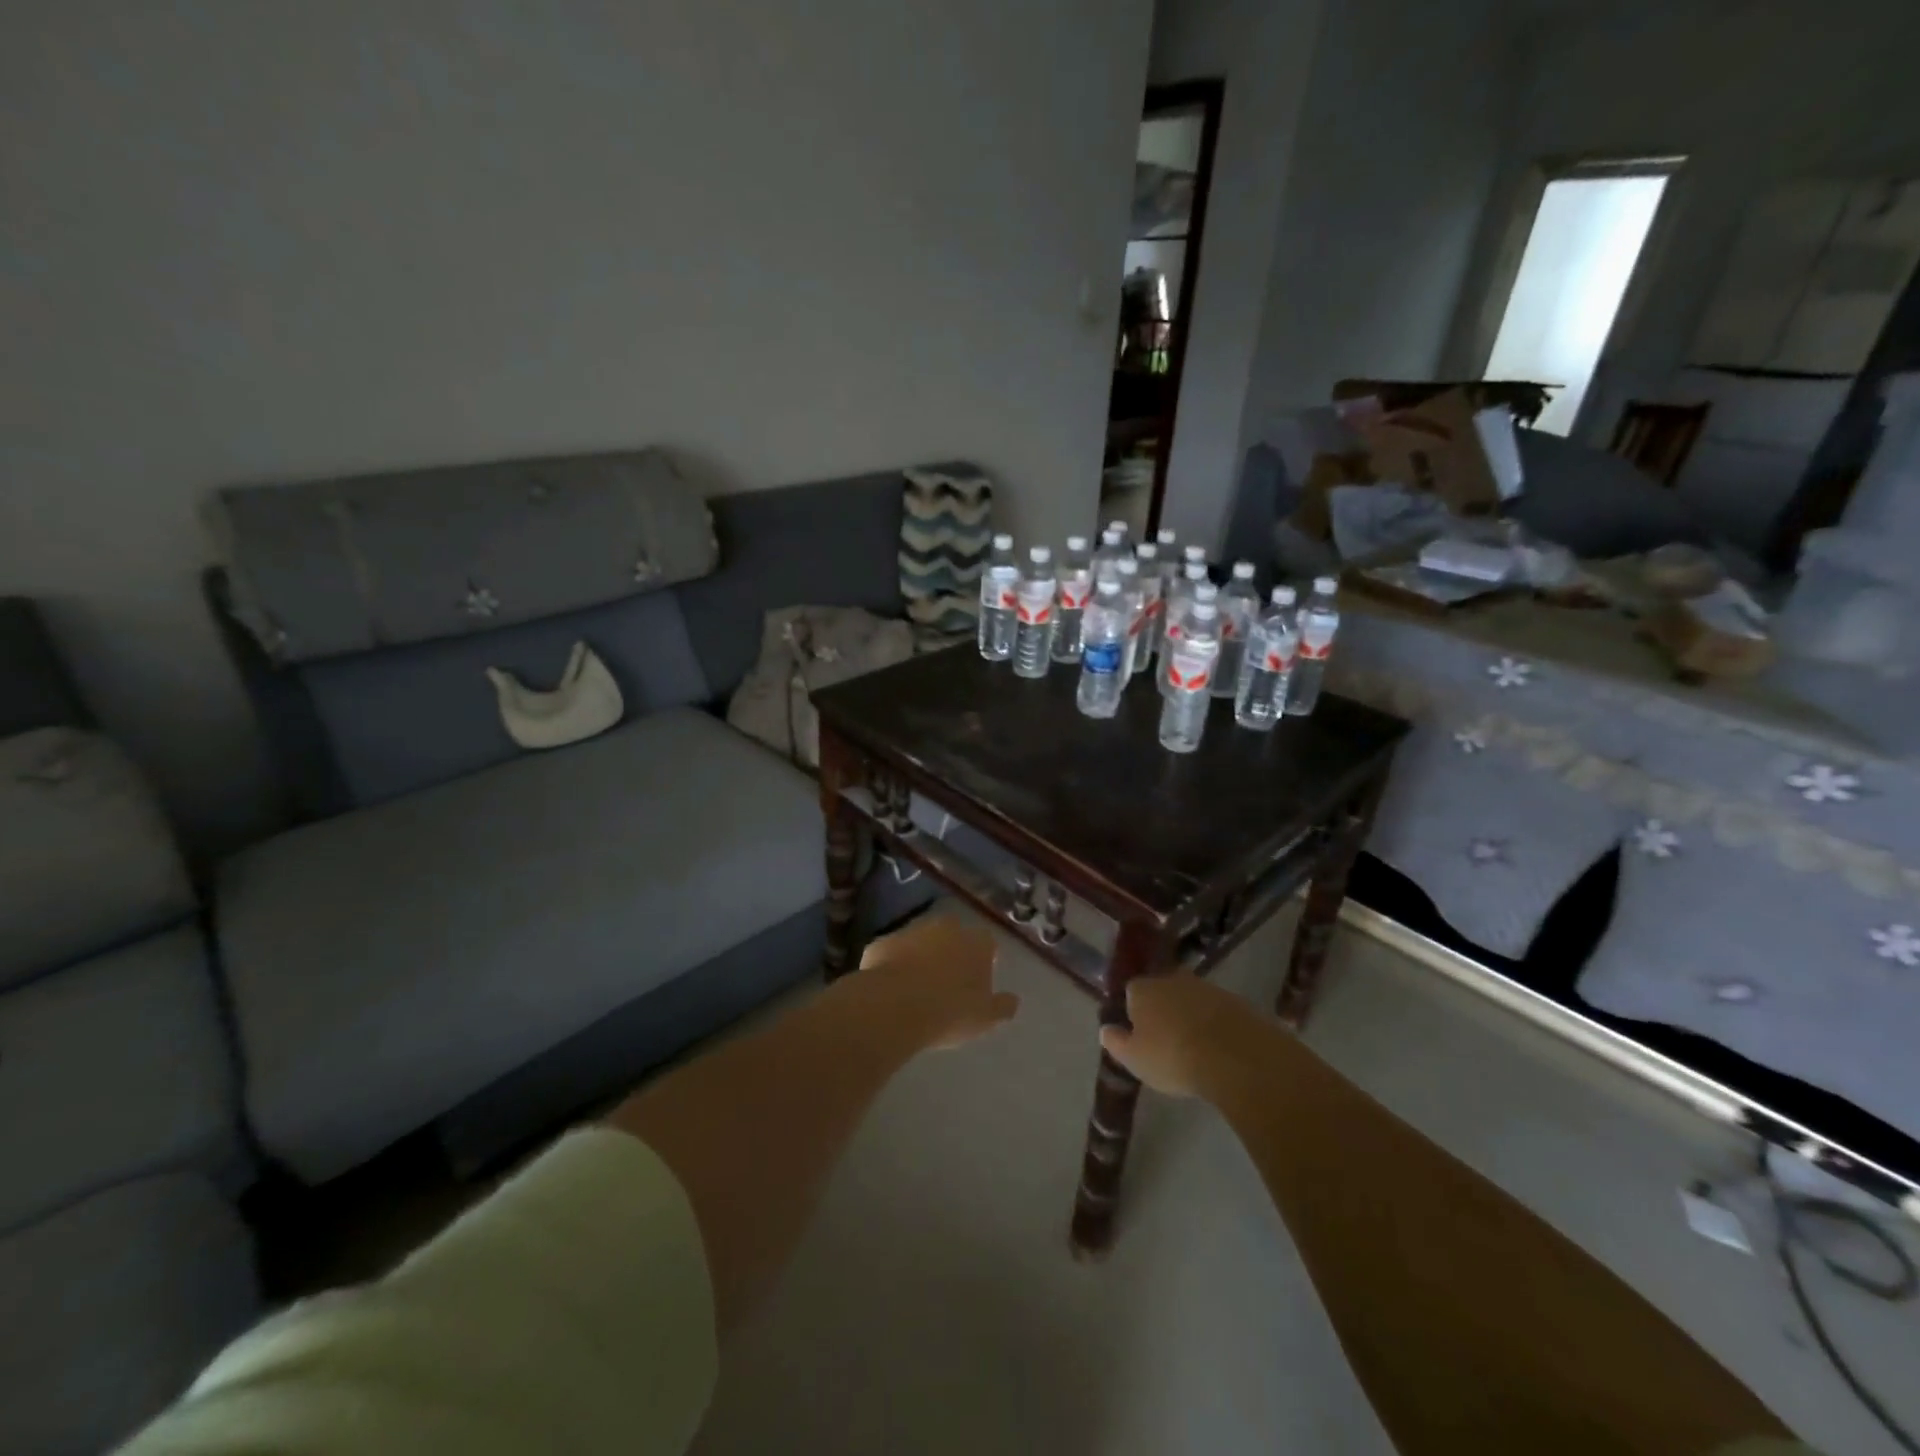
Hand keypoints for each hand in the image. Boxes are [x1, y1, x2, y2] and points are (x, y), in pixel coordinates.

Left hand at [850, 910, 1019, 1051]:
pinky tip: (891, 988)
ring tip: (917, 986)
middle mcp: (945, 928)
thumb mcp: (985, 1018)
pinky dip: (893, 964)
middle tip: (948, 980)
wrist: (895, 1006)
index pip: (987, 942)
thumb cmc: (950, 1012)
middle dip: (952, 951)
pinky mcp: (882, 942)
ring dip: (921, 955)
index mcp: (975, 943)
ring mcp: (911, 931)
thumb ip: (1002, 1006)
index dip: (984, 958)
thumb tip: (1013, 1000)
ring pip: (921, 940)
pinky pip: (892, 951)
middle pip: (953, 934)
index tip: (979, 976)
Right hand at [1099, 974, 1260, 1097]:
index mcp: (1143, 989)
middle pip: (1162, 989)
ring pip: (1190, 998)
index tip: (1139, 1032)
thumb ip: (1116, 1042)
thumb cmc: (1173, 1057)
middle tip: (1166, 1036)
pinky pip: (1216, 1009)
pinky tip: (1217, 1045)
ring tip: (1194, 1043)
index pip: (1131, 991)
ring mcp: (1205, 987)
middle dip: (1162, 1007)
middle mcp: (1172, 979)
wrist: (1234, 1056)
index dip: (1134, 1010)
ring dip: (1190, 1013)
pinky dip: (1214, 1022)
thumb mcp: (1135, 1059)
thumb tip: (1105, 1030)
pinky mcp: (1234, 1000)